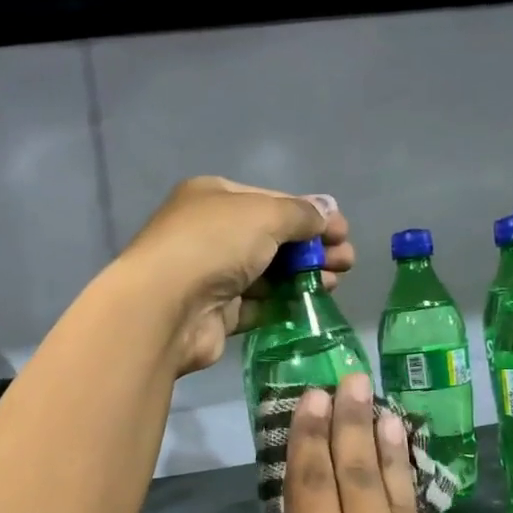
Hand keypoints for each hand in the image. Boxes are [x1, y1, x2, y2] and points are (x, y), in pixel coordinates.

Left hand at [116, 177, 353, 375]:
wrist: (165, 308)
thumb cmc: (214, 245)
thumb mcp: (265, 215)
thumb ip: (301, 214)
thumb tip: (328, 212)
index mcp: (214, 198)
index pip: (271, 201)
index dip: (310, 215)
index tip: (343, 232)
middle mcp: (210, 233)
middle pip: (271, 239)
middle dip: (311, 248)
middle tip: (346, 262)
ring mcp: (211, 275)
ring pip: (266, 274)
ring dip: (302, 276)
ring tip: (335, 283)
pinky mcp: (216, 314)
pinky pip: (256, 306)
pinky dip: (282, 304)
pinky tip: (309, 305)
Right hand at [278, 374, 512, 512]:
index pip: (310, 486)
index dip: (307, 440)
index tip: (310, 399)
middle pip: (355, 473)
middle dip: (348, 422)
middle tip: (348, 380)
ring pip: (395, 492)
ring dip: (386, 447)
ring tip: (383, 411)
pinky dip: (410, 495)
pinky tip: (408, 484)